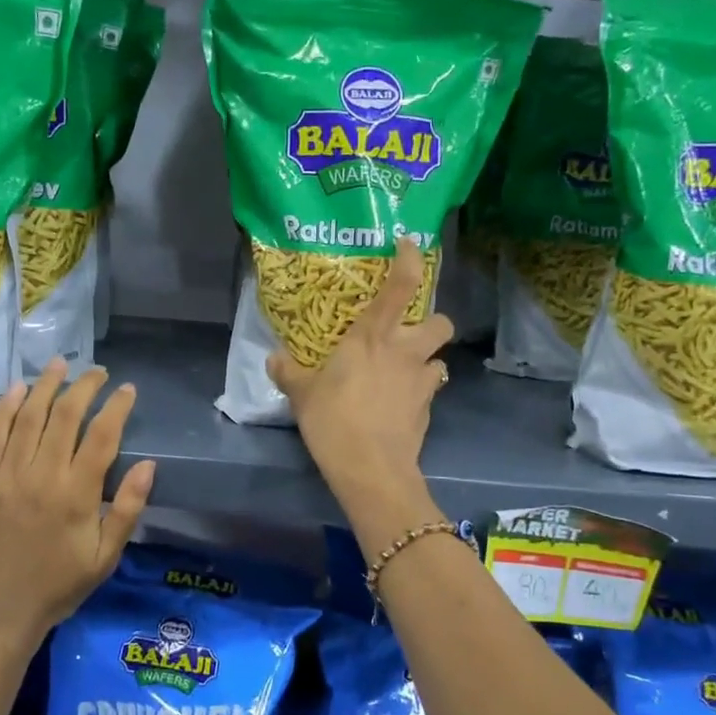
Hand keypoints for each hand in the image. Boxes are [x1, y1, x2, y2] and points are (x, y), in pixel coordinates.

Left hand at [0, 360, 154, 648]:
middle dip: (83, 387)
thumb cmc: (58, 586)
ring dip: (45, 385)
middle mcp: (41, 476)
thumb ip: (127, 509)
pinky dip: (5, 408)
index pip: (102, 436)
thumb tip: (149, 464)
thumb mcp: (105, 557)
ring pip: (28, 417)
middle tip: (96, 371)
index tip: (127, 389)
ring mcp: (6, 476)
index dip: (116, 407)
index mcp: (77, 495)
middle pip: (65, 416)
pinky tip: (17, 389)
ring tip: (59, 364)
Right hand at [269, 236, 452, 503]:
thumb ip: (288, 372)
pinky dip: (420, 391)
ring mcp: (421, 381)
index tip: (410, 245)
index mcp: (374, 336)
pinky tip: (401, 403)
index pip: (401, 286)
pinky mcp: (428, 410)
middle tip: (409, 331)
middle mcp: (405, 351)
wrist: (371, 469)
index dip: (410, 260)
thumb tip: (274, 358)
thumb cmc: (334, 420)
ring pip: (441, 358)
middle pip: (441, 321)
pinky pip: (430, 390)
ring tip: (406, 370)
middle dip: (432, 321)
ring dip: (427, 359)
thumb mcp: (301, 394)